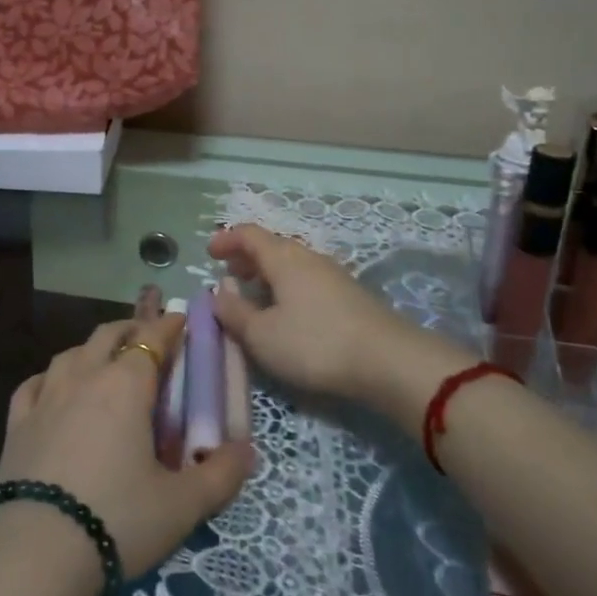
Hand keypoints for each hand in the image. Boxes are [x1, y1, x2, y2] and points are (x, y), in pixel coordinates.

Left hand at [0, 315, 255, 578]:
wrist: (36, 556)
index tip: (182, 320)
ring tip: (105, 362)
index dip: (169, 325)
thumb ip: (221, 474)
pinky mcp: (16, 425)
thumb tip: (247, 450)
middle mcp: (84, 377)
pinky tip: (53, 389)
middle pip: (109, 335)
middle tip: (150, 340)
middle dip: (132, 329)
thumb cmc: (118, 520)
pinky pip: (34, 384)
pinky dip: (50, 378)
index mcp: (125, 385)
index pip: (152, 337)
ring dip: (93, 350)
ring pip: (71, 353)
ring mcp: (45, 398)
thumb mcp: (183, 505)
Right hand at [209, 224, 448, 403]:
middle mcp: (308, 257)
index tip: (209, 253)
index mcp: (283, 258)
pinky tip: (287, 312)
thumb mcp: (262, 335)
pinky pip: (307, 279)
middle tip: (229, 274)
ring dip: (268, 273)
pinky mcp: (349, 295)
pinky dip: (288, 286)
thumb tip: (217, 292)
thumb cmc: (314, 343)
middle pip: (272, 246)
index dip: (227, 239)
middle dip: (247, 256)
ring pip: (292, 263)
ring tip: (255, 295)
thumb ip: (234, 312)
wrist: (387, 361)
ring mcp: (332, 275)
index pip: (249, 234)